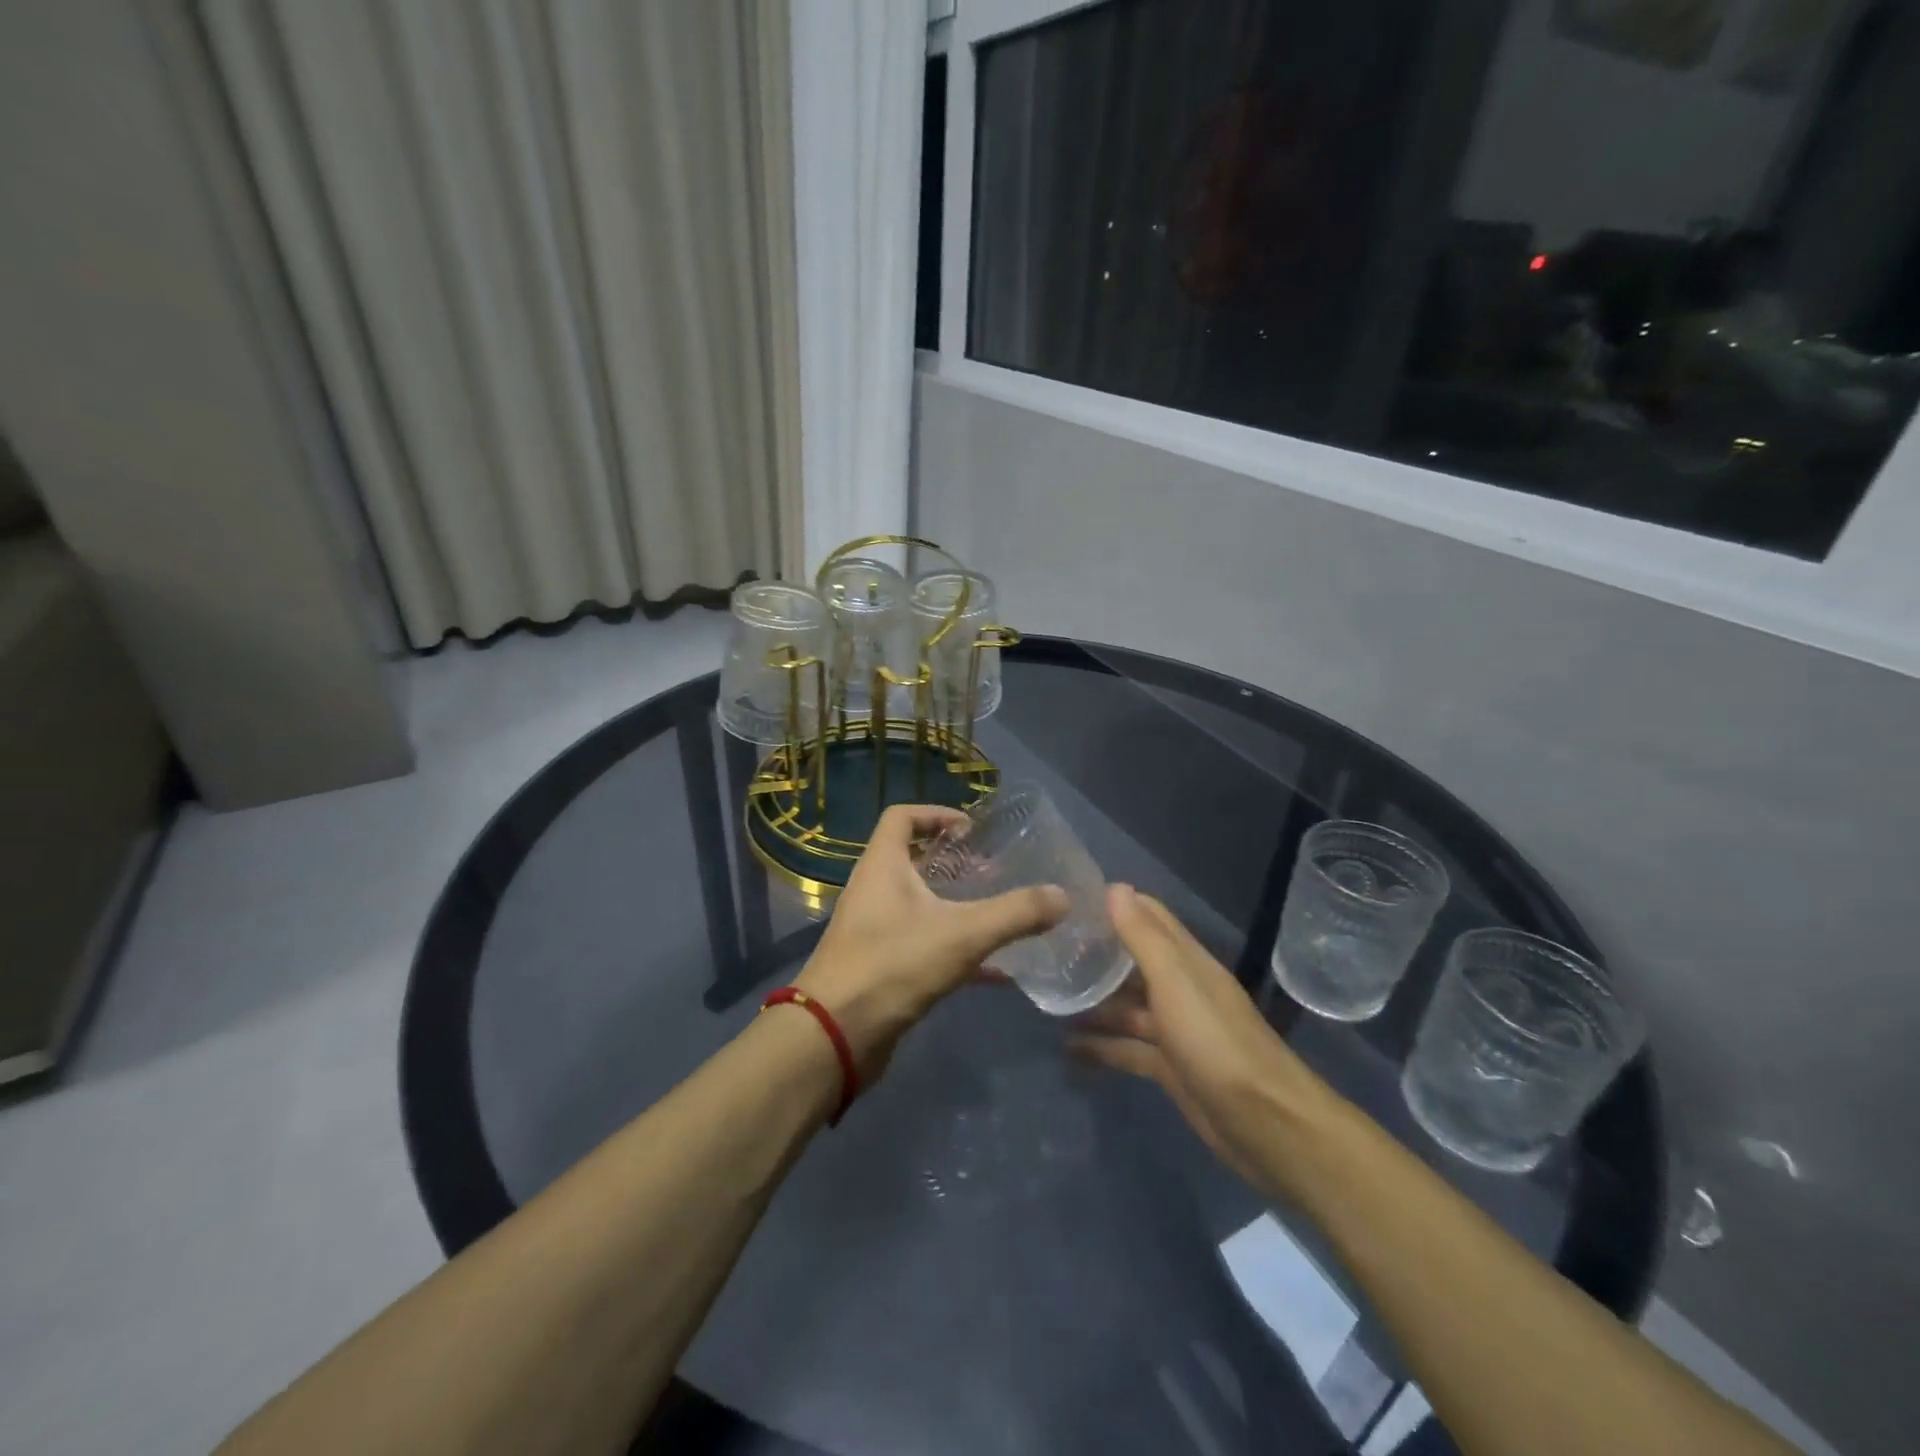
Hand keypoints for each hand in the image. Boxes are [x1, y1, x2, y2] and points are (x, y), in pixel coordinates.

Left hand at [794, 804, 1067, 1077]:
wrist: (836, 1035)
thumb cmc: (894, 964)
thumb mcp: (963, 934)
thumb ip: (1016, 913)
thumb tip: (1063, 896)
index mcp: (882, 865)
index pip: (902, 817)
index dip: (936, 814)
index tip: (971, 831)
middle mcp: (873, 890)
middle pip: (911, 859)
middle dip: (953, 862)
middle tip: (991, 872)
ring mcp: (873, 929)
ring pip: (918, 904)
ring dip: (954, 905)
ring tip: (996, 913)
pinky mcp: (880, 965)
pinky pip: (922, 945)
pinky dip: (955, 949)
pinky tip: (995, 971)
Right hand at [1072, 885, 1330, 1189]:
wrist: (1267, 1126)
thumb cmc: (1216, 1043)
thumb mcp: (1176, 984)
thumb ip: (1144, 938)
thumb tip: (1115, 887)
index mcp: (1187, 962)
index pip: (1149, 917)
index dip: (1113, 905)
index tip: (1068, 903)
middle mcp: (1182, 989)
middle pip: (1134, 962)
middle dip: (1096, 954)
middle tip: (1046, 951)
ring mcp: (1177, 1030)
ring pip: (1128, 1007)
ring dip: (1094, 1002)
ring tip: (1049, 998)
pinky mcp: (1171, 1068)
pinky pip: (1129, 1048)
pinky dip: (1102, 1046)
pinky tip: (1068, 1048)